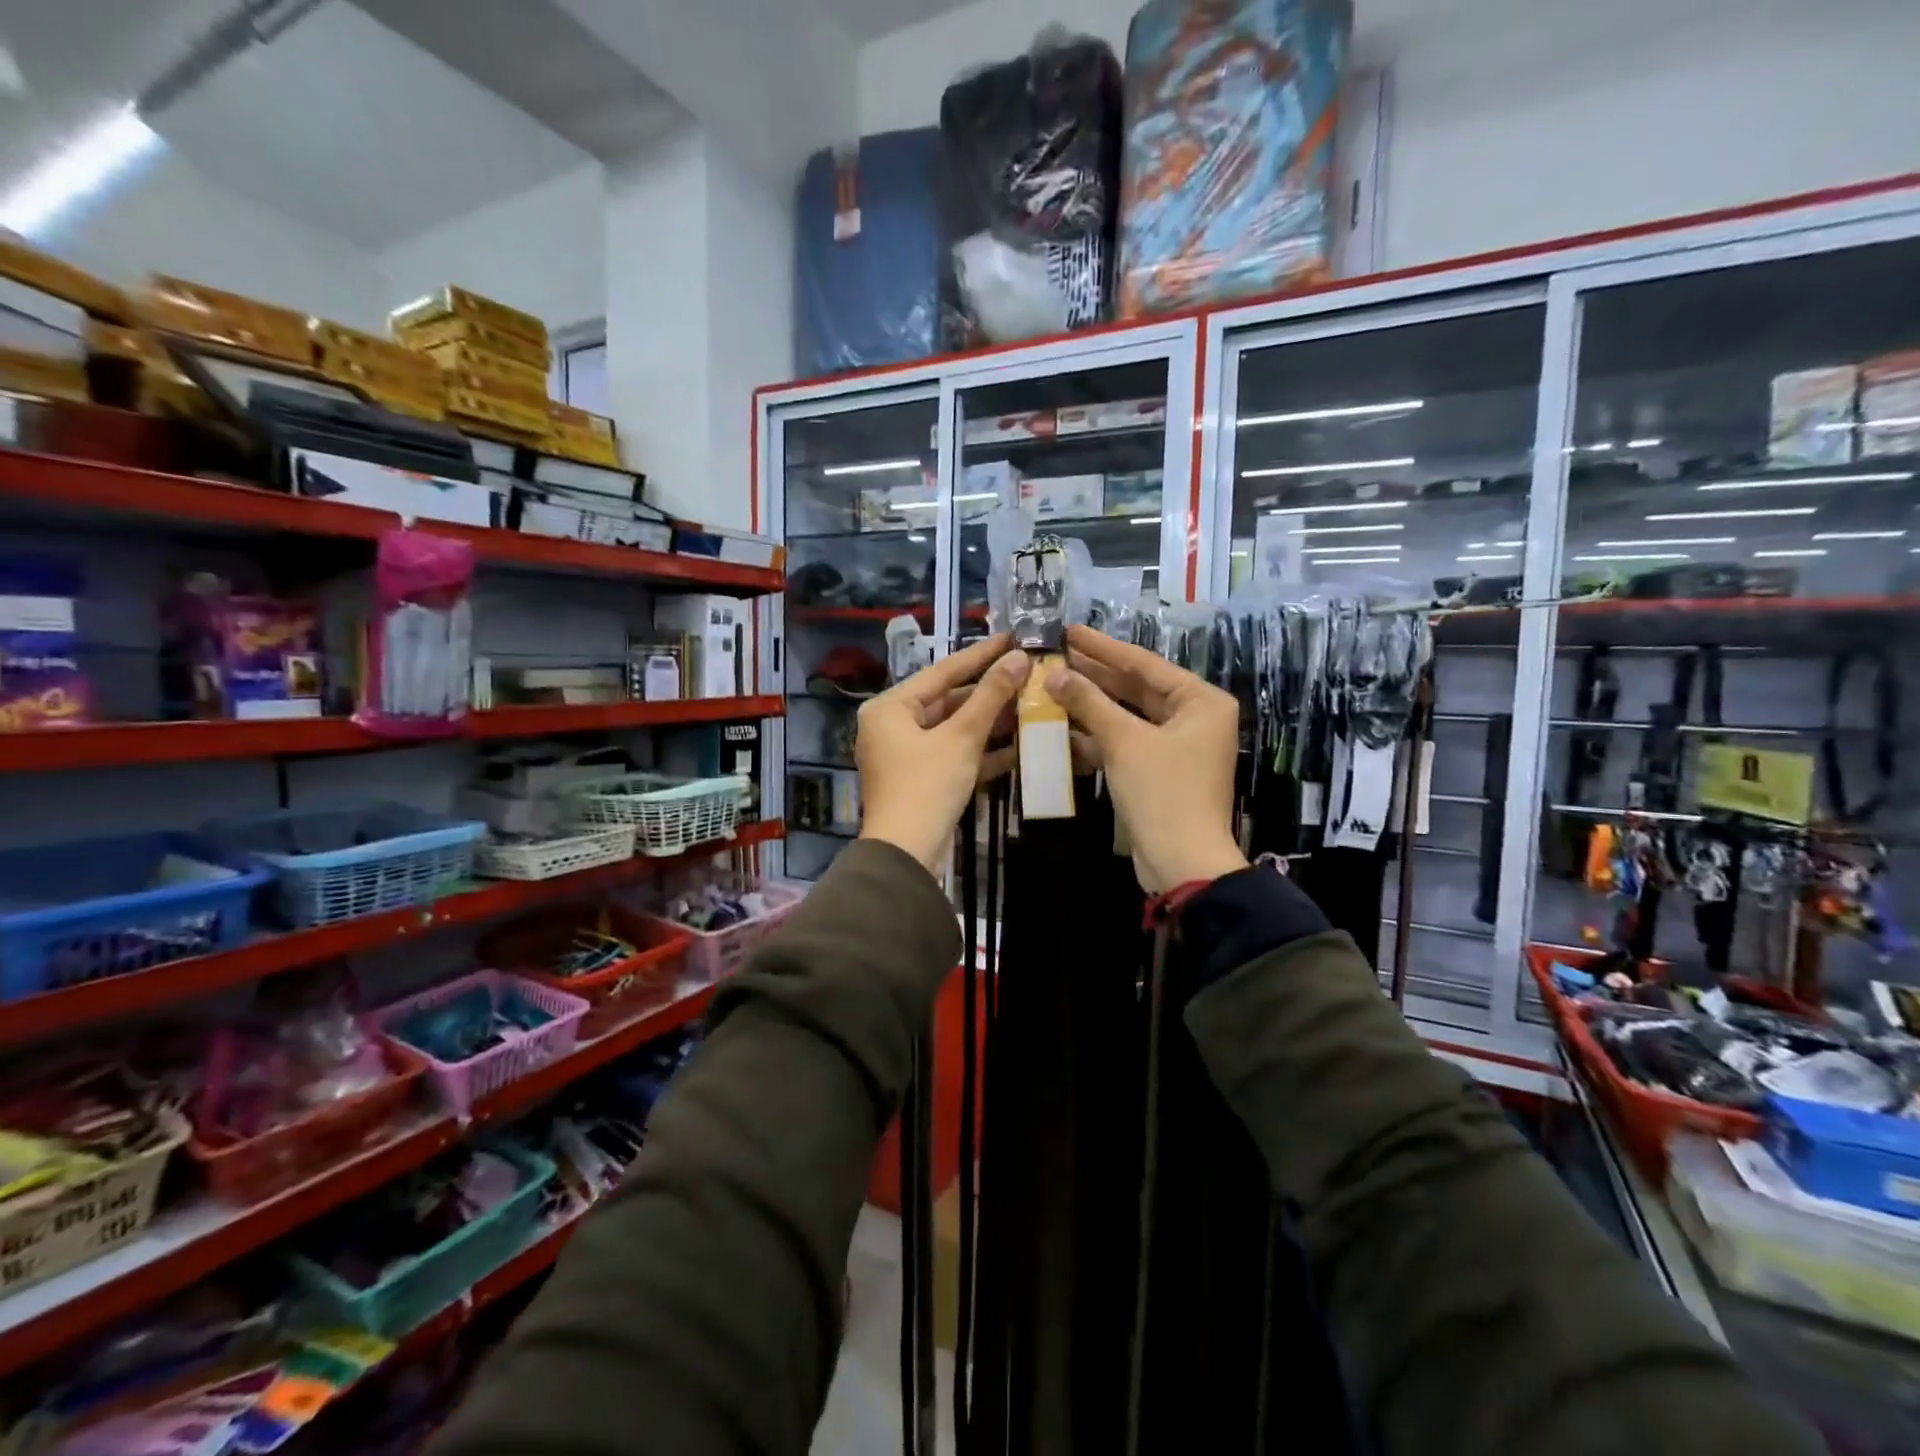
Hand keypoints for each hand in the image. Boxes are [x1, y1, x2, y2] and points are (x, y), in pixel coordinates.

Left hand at [857, 634, 1029, 872]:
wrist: (907, 854)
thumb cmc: (927, 785)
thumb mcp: (961, 737)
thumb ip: (990, 696)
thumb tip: (1018, 659)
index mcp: (890, 707)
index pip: (942, 672)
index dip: (980, 655)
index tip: (1012, 638)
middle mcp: (893, 726)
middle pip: (948, 700)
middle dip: (989, 692)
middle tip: (1028, 673)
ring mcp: (907, 755)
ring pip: (954, 729)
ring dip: (990, 722)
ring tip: (1031, 704)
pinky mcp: (923, 780)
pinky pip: (954, 754)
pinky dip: (982, 751)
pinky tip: (1020, 745)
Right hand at [1046, 624, 1247, 892]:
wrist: (1182, 862)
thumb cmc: (1162, 792)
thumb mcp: (1124, 741)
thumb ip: (1089, 703)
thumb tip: (1053, 674)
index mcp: (1200, 701)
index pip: (1144, 664)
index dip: (1103, 648)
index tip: (1070, 631)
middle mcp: (1194, 718)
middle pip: (1136, 688)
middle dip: (1095, 675)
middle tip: (1055, 655)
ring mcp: (1177, 747)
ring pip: (1128, 717)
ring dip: (1091, 706)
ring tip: (1051, 686)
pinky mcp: (1160, 772)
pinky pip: (1126, 743)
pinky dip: (1098, 737)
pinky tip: (1063, 727)